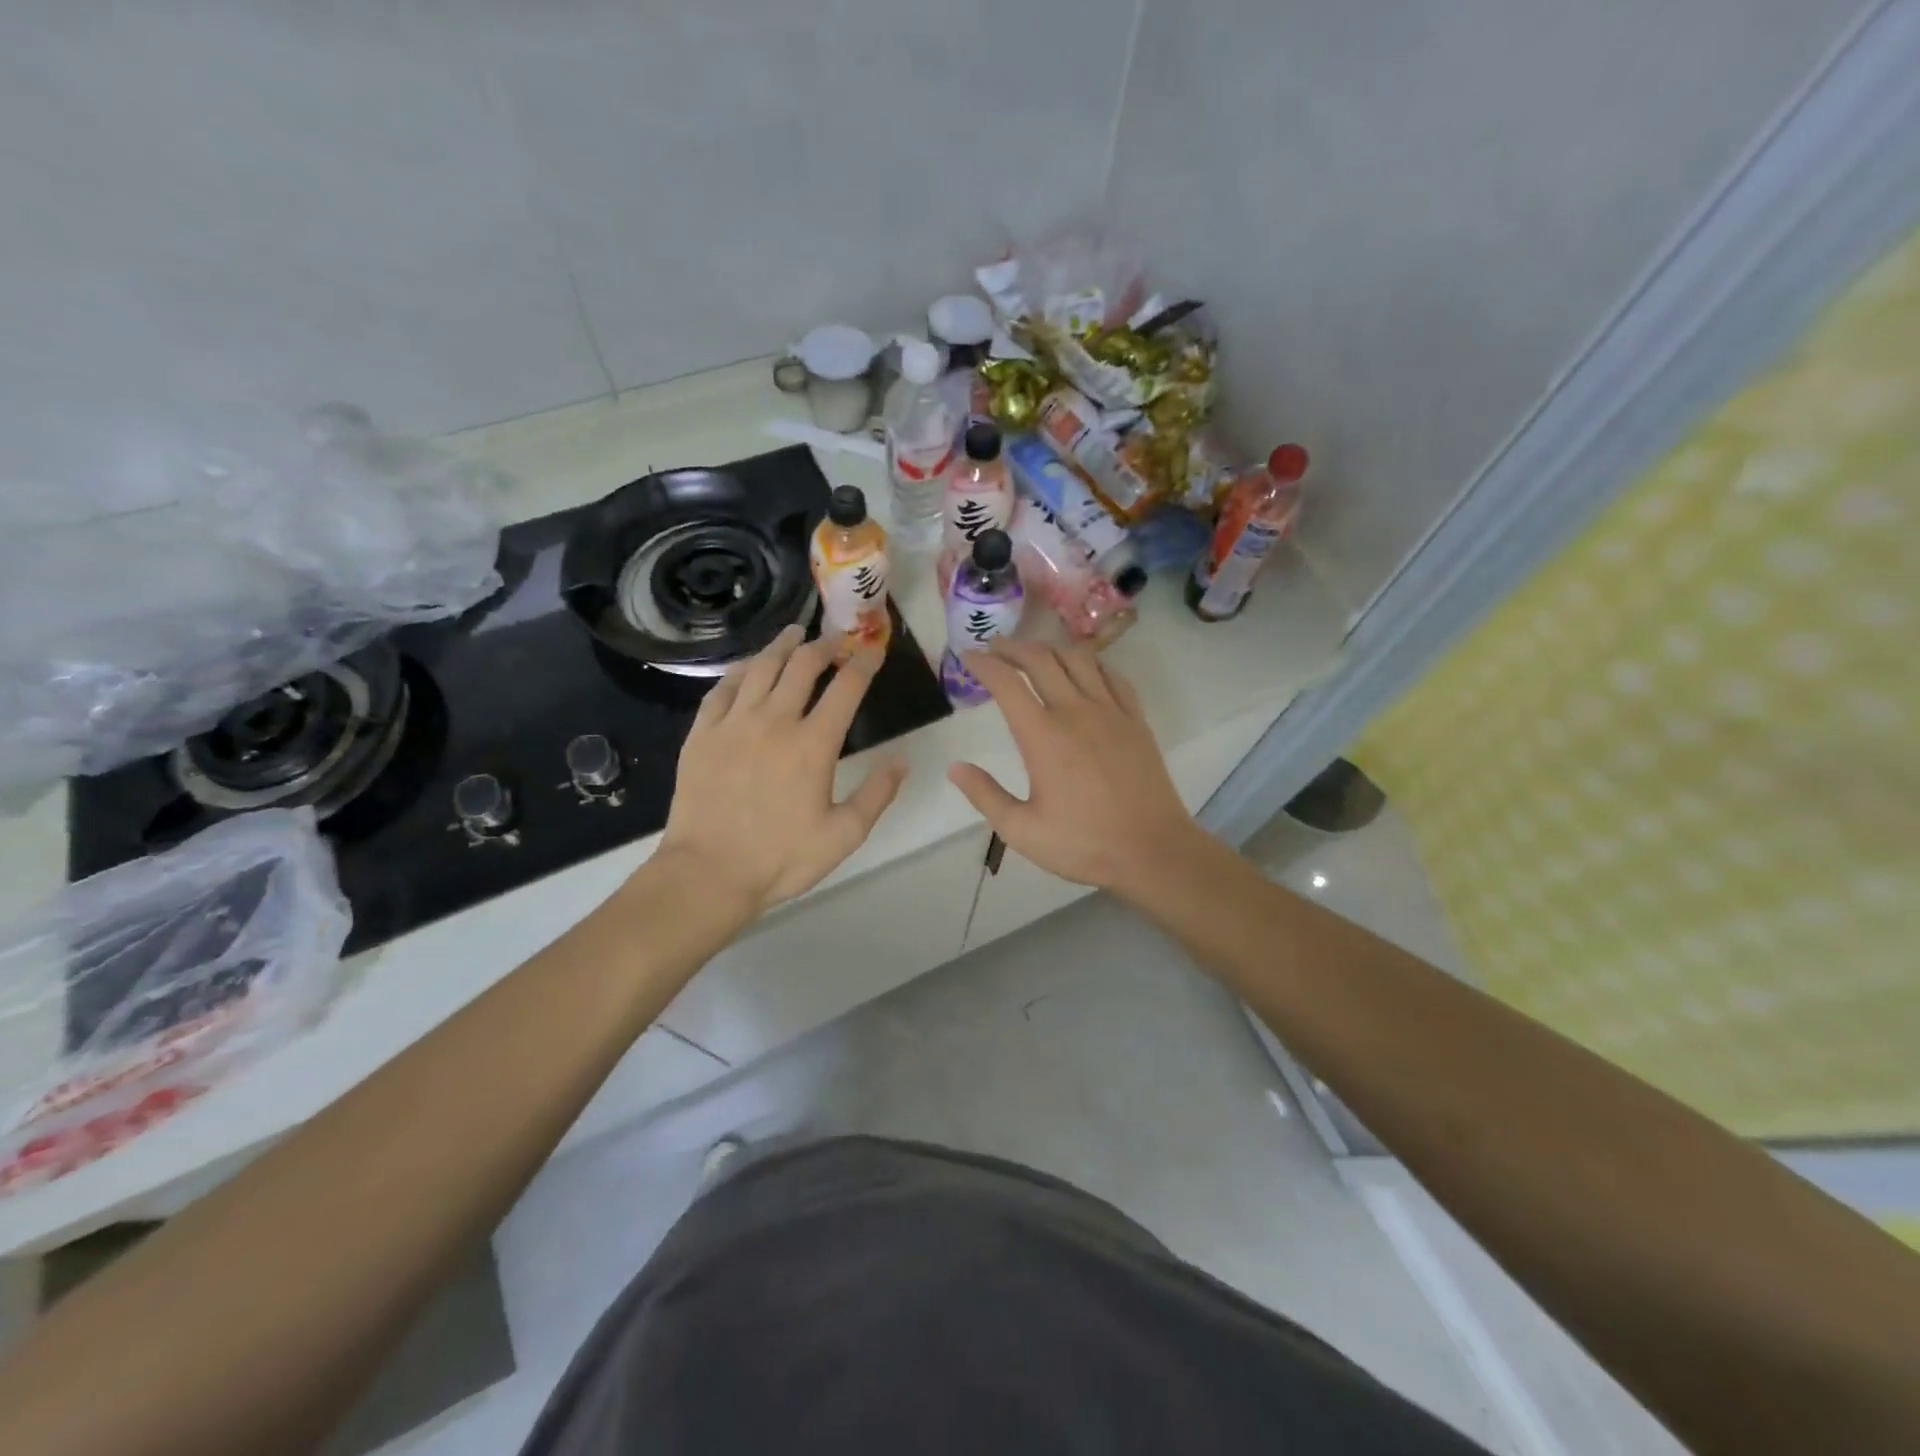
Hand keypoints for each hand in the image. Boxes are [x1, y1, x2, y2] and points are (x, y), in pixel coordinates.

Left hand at [656, 625, 907, 916]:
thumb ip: (877, 794)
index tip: (874, 651)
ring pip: (761, 667)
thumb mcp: (844, 835)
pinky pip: (723, 688)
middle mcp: (774, 721)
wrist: (708, 874)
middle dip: (825, 645)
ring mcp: (733, 724)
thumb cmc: (781, 858)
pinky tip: (749, 667)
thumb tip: (902, 760)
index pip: (846, 688)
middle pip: (802, 665)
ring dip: (782, 645)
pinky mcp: (702, 734)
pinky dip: (741, 670)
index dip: (864, 663)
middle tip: (836, 640)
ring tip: (795, 634)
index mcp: (813, 744)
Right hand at [947, 640, 1207, 895]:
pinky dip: (1091, 664)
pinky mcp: (1136, 720)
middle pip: (1041, 659)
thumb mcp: (1022, 831)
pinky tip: (1084, 672)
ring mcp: (1111, 712)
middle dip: (1013, 647)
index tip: (968, 657)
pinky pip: (1113, 676)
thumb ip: (985, 795)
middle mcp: (1076, 712)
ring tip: (1036, 655)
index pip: (1007, 683)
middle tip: (995, 648)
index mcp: (1043, 736)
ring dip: (1051, 649)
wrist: (1153, 851)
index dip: (984, 664)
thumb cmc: (1084, 844)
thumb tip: (955, 767)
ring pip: (1079, 658)